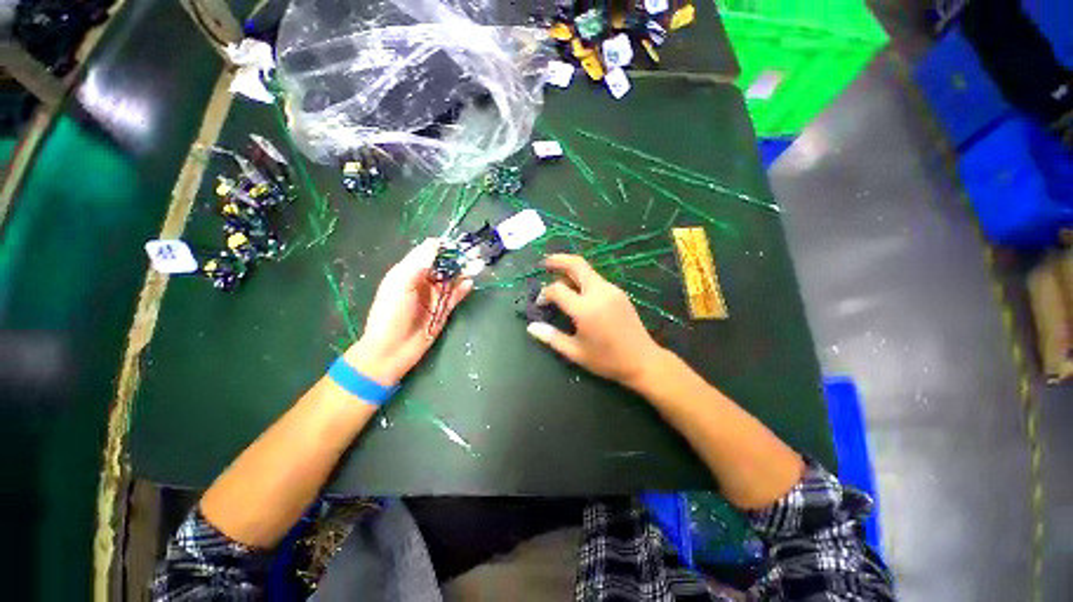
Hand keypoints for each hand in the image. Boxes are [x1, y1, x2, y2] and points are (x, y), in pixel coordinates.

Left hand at [344, 239, 472, 385]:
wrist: (391, 350)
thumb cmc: (390, 315)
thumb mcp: (400, 285)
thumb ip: (418, 265)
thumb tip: (434, 243)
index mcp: (408, 272)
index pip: (427, 253)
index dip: (442, 247)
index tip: (457, 244)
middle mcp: (422, 282)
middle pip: (443, 266)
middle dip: (457, 259)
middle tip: (474, 254)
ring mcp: (434, 296)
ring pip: (452, 279)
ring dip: (464, 272)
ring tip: (478, 266)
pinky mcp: (443, 310)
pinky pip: (455, 296)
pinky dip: (463, 289)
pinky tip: (470, 283)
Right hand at [526, 254, 663, 387]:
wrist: (643, 361)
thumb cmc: (607, 360)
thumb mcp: (575, 352)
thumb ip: (551, 337)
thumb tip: (531, 327)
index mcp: (585, 308)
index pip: (557, 289)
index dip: (545, 293)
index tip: (541, 303)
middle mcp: (599, 293)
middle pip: (577, 264)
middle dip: (558, 259)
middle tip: (545, 262)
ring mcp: (611, 290)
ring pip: (588, 271)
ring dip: (571, 270)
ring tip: (559, 277)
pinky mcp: (619, 293)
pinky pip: (597, 280)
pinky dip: (583, 280)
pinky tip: (578, 291)